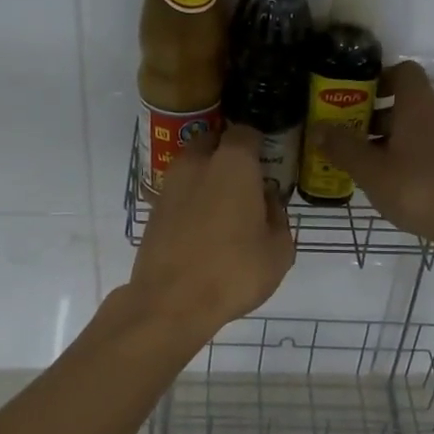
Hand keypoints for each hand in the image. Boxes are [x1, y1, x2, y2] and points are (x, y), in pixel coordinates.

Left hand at [129, 125, 295, 336]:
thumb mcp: (279, 250)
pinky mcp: (154, 209)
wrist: (170, 302)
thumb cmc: (234, 271)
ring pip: (193, 166)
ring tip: (224, 206)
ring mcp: (170, 184)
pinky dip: (191, 200)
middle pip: (214, 142)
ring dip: (208, 176)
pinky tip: (203, 227)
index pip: (246, 131)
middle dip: (229, 154)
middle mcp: (198, 163)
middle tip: (246, 181)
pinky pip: (179, 192)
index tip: (268, 160)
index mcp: (233, 163)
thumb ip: (278, 217)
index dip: (259, 143)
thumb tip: (268, 201)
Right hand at [310, 61, 433, 250]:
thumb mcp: (371, 171)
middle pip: (409, 104)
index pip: (404, 71)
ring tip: (372, 167)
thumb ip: (343, 147)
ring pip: (422, 128)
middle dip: (379, 117)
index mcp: (420, 106)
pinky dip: (415, 157)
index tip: (358, 99)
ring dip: (396, 140)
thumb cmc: (418, 189)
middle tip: (353, 139)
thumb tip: (317, 128)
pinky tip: (400, 184)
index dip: (380, 79)